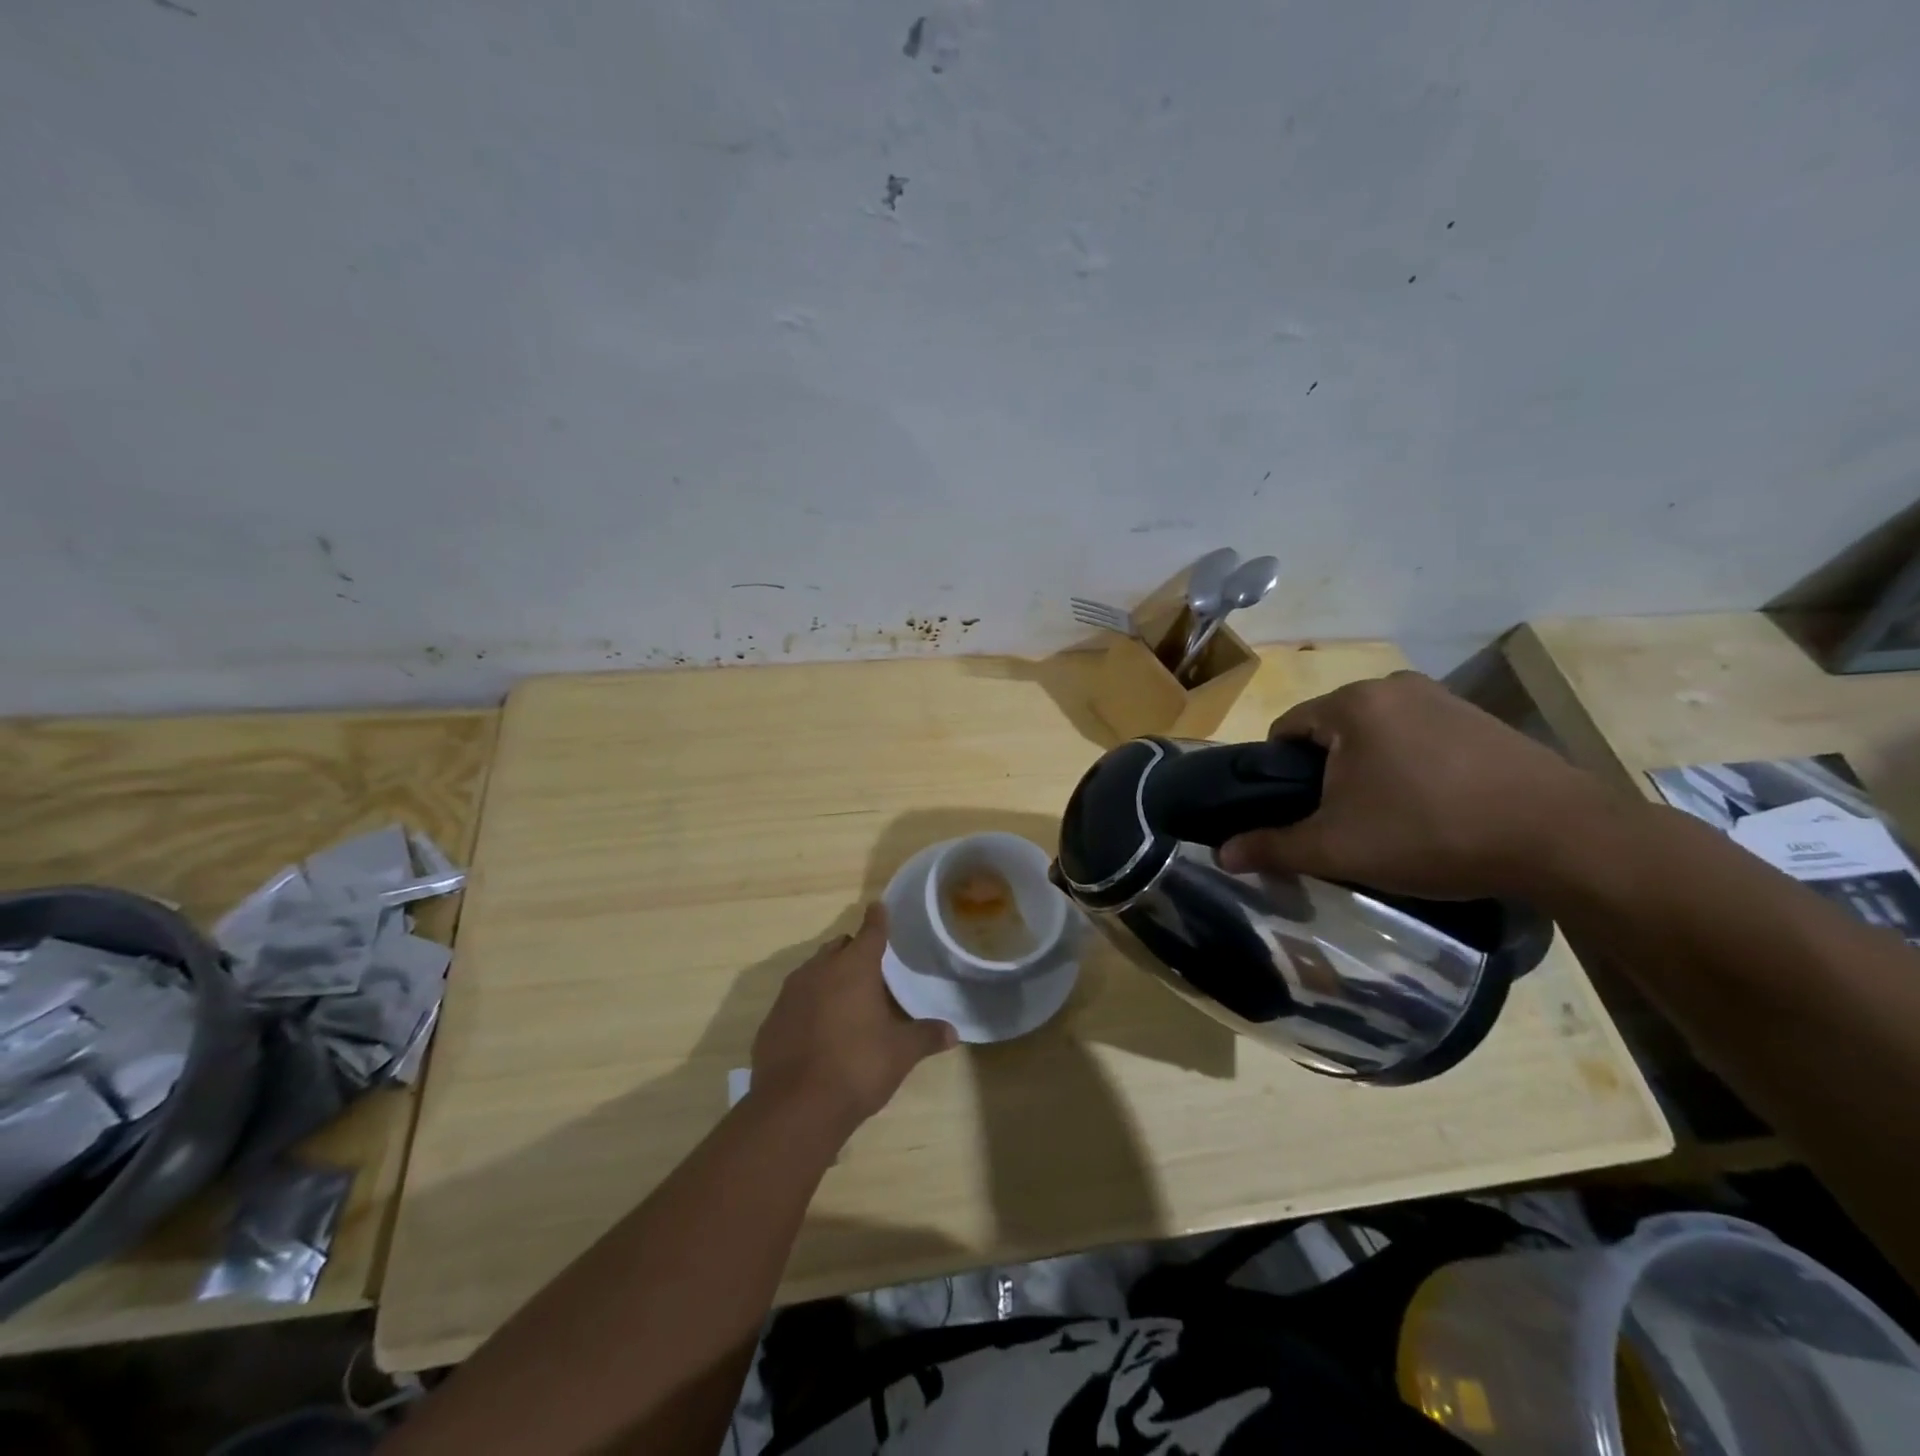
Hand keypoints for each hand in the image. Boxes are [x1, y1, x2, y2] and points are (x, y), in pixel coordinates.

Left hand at [751, 904, 957, 1136]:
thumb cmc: (857, 1067)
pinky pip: (794, 1001)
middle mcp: (819, 971)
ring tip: (845, 999)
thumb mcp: (900, 1054)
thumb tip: (953, 1032)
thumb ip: (925, 1036)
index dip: (877, 920)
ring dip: (829, 976)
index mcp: (854, 968)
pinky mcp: (771, 1020)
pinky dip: (808, 1005)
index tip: (878, 907)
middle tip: (870, 968)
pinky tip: (818, 1030)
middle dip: (853, 951)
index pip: (870, 932)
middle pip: (838, 948)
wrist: (795, 1107)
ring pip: (813, 971)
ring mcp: (790, 994)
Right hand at [1218, 671, 1614, 899]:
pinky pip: (1419, 738)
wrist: (1563, 838)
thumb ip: (1273, 846)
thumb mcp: (1338, 848)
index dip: (1278, 775)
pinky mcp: (1481, 718)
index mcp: (1351, 705)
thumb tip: (1221, 854)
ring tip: (1390, 819)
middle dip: (1326, 773)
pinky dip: (1411, 767)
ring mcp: (1443, 698)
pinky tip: (1434, 807)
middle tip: (1343, 823)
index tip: (1296, 813)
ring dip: (1369, 770)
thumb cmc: (1431, 833)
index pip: (1285, 729)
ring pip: (1376, 735)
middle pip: (1331, 730)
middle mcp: (1393, 687)